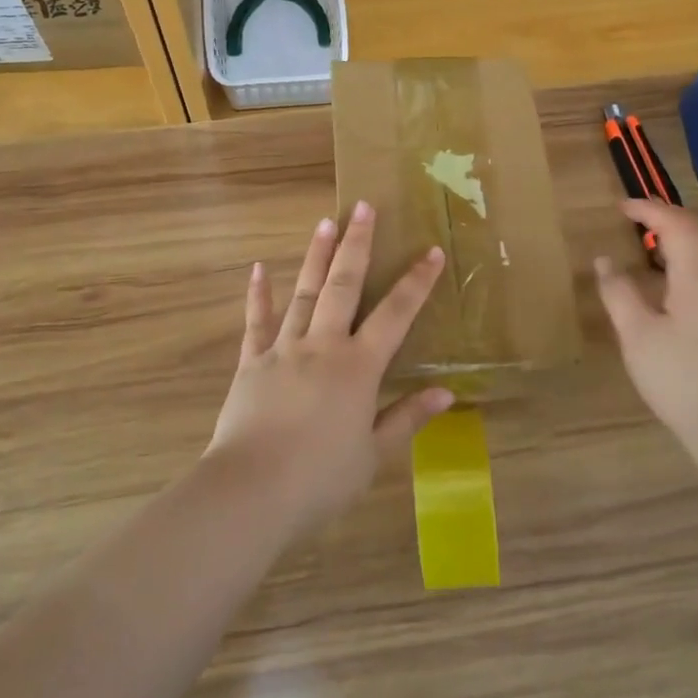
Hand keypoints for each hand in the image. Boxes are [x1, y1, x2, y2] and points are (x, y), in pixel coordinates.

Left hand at [206, 201, 451, 536]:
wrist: (252, 491)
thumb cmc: (320, 478)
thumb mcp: (373, 453)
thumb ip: (407, 418)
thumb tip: (446, 393)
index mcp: (358, 367)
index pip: (396, 314)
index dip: (416, 282)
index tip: (431, 251)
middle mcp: (323, 346)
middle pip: (344, 286)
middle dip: (357, 244)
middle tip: (364, 207)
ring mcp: (283, 350)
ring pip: (303, 293)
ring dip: (315, 256)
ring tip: (325, 222)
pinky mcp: (251, 363)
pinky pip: (256, 323)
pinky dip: (258, 295)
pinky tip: (258, 269)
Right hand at [593, 200, 697, 459]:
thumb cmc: (679, 376)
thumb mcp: (636, 334)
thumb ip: (618, 292)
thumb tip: (604, 260)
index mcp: (697, 274)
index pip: (674, 224)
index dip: (647, 210)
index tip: (619, 206)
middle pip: (695, 231)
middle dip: (664, 217)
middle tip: (633, 216)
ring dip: (679, 236)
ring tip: (649, 240)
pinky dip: (688, 256)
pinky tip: (670, 276)